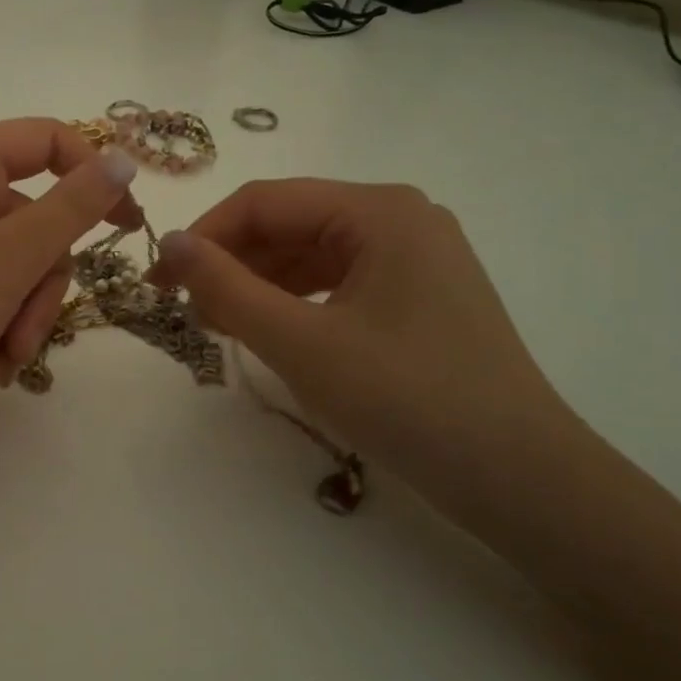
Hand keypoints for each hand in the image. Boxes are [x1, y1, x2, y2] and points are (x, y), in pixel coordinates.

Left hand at [0, 118, 141, 443]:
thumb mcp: (9, 259)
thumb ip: (72, 207)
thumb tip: (123, 159)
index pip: (46, 140)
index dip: (93, 174)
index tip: (126, 224)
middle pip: (39, 218)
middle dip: (44, 282)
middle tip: (28, 328)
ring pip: (23, 265)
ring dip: (26, 316)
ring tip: (5, 358)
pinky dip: (3, 328)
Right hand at [150, 179, 578, 515]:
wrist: (520, 479)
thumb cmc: (407, 399)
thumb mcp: (300, 342)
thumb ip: (226, 287)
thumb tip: (168, 243)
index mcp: (378, 210)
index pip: (264, 201)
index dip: (203, 236)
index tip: (159, 281)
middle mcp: (399, 218)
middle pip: (288, 224)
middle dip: (231, 263)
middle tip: (186, 312)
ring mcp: (413, 257)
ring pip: (309, 255)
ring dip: (257, 285)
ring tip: (218, 326)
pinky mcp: (417, 295)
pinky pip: (335, 283)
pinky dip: (293, 303)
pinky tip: (267, 332)